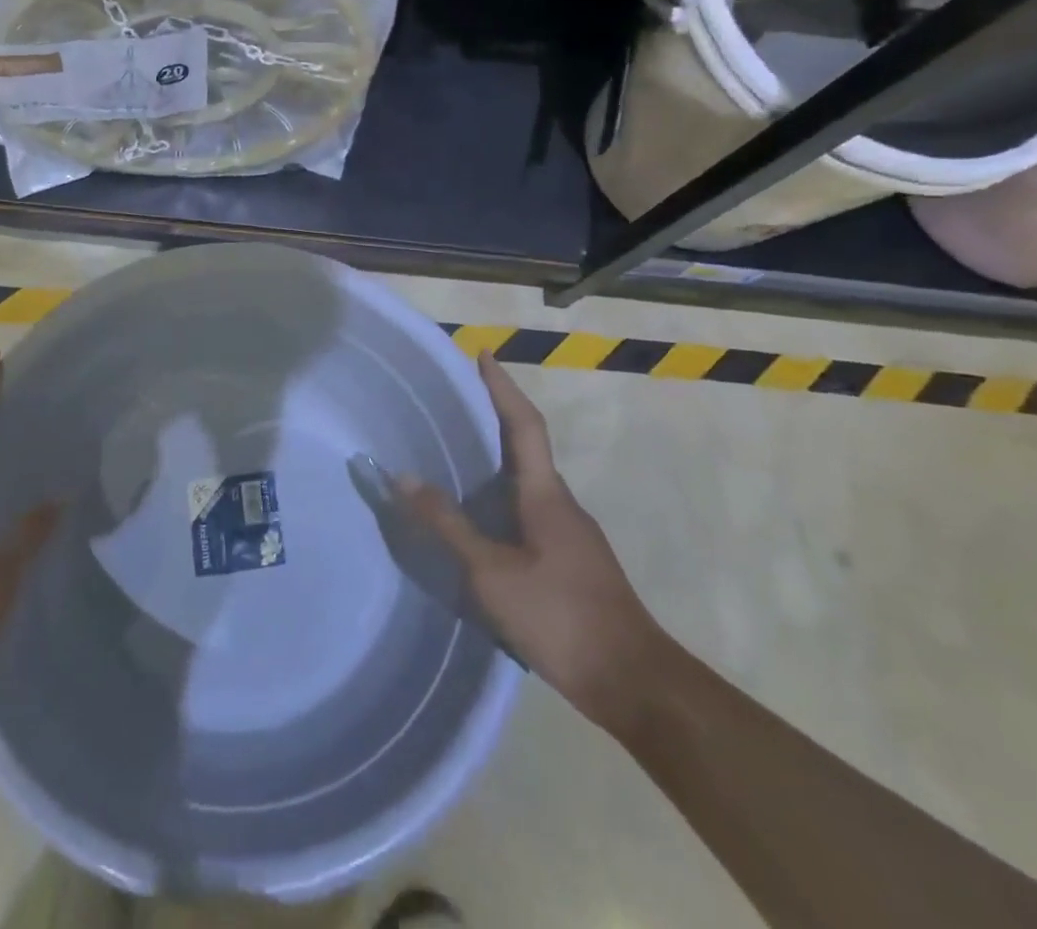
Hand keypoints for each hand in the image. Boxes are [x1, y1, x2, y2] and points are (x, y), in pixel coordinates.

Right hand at [398, 353, 670, 737]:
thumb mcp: (491, 572)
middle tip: (454, 402)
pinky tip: (479, 522)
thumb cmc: (560, 615)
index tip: (483, 354)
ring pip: (527, 483)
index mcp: (545, 494)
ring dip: (496, 461)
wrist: (633, 682)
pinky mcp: (570, 562)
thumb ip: (448, 525)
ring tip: (455, 456)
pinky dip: (501, 500)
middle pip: (526, 447)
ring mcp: (570, 535)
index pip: (524, 424)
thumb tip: (403, 477)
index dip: (502, 387)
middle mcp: (561, 504)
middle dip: (494, 418)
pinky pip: (528, 512)